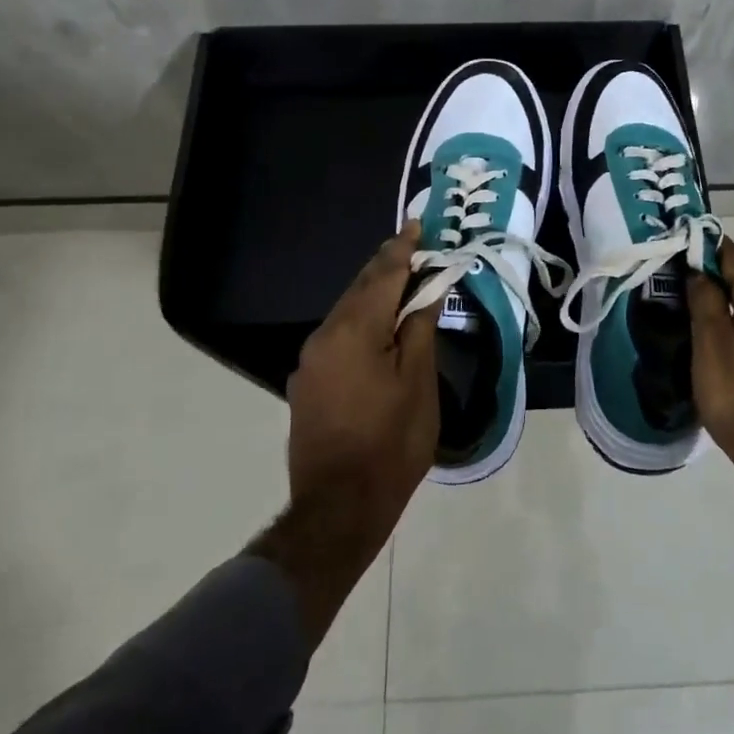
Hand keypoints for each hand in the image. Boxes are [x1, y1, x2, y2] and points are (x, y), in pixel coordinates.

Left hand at [252, 224, 437, 643]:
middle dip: (387, 266)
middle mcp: (325, 335)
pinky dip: (361, 320)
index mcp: (354, 330)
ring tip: (402, 283)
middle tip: (413, 247)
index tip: (416, 224)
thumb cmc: (390, 443)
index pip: (383, 275)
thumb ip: (419, 329)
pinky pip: (338, 335)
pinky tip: (378, 327)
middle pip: (360, 288)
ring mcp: (311, 360)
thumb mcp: (418, 383)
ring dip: (373, 294)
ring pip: (347, 311)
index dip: (402, 249)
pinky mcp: (307, 382)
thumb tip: (426, 292)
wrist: (337, 509)